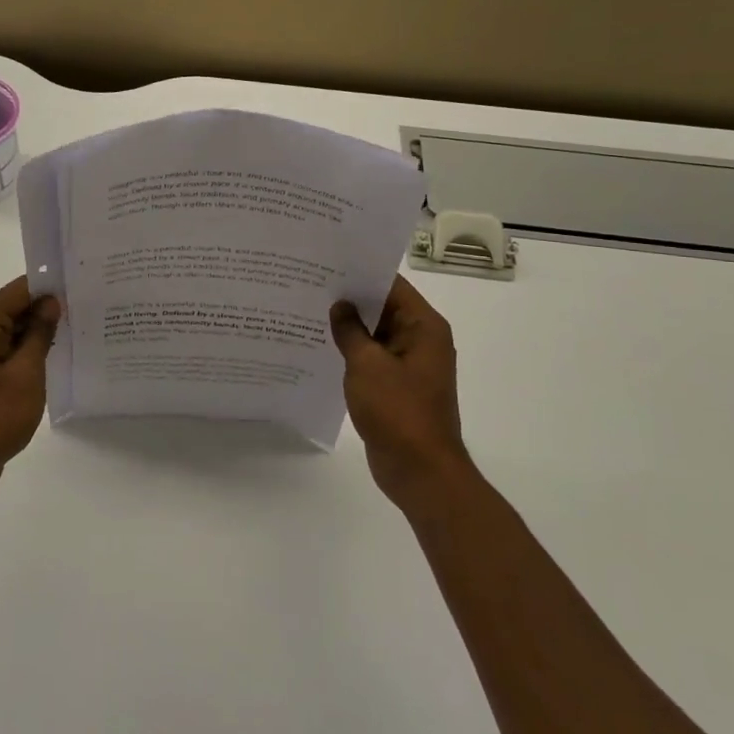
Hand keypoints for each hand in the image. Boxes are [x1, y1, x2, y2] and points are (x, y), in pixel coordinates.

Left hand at [0, 277, 60, 503]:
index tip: (81, 285)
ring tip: (80, 328)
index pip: (18, 290)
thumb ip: (39, 334)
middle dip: (47, 307)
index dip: (49, 285)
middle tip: (88, 307)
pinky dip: (30, 353)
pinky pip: (9, 354)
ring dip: (41, 332)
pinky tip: (57, 358)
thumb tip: (51, 302)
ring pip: (14, 332)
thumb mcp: (25, 374)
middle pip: (15, 309)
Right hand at [330, 275, 471, 514]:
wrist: (420, 470)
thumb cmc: (398, 410)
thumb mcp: (367, 364)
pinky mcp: (398, 387)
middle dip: (351, 299)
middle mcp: (422, 340)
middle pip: (384, 308)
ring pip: (376, 334)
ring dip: (350, 327)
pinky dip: (353, 352)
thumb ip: (350, 330)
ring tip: (310, 310)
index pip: (392, 286)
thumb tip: (340, 306)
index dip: (361, 274)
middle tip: (311, 284)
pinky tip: (322, 346)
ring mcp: (410, 365)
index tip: (327, 263)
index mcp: (424, 327)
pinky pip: (373, 359)